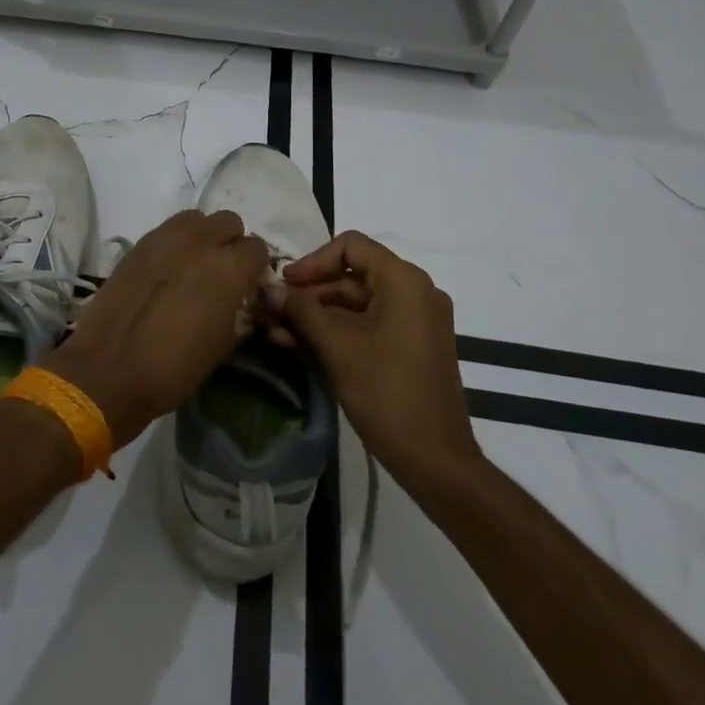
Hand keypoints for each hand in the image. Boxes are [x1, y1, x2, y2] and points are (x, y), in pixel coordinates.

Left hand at [44, 210, 269, 449]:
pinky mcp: (138, 244)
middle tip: (223, 272)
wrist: (109, 369)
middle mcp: (200, 241)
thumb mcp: (223, 344)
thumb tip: (236, 297)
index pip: (257, 248)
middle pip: (229, 222)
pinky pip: (168, 230)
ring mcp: (165, 237)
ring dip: (203, 236)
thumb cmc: (175, 367)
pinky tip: (167, 271)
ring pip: (197, 219)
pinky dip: (175, 243)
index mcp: (228, 268)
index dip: (255, 267)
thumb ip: (236, 308)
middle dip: (231, 243)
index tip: (248, 285)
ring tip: (194, 265)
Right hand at [271, 231, 478, 485]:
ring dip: (315, 316)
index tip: (284, 284)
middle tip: (271, 311)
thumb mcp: (337, 346)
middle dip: (308, 294)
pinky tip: (297, 345)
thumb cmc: (386, 392)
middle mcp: (414, 292)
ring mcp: (414, 321)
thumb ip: (301, 311)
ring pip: (355, 304)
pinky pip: (367, 326)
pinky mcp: (409, 347)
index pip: (351, 246)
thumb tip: (269, 290)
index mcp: (404, 281)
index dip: (313, 261)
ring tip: (274, 332)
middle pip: (351, 275)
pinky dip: (335, 332)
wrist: (435, 459)